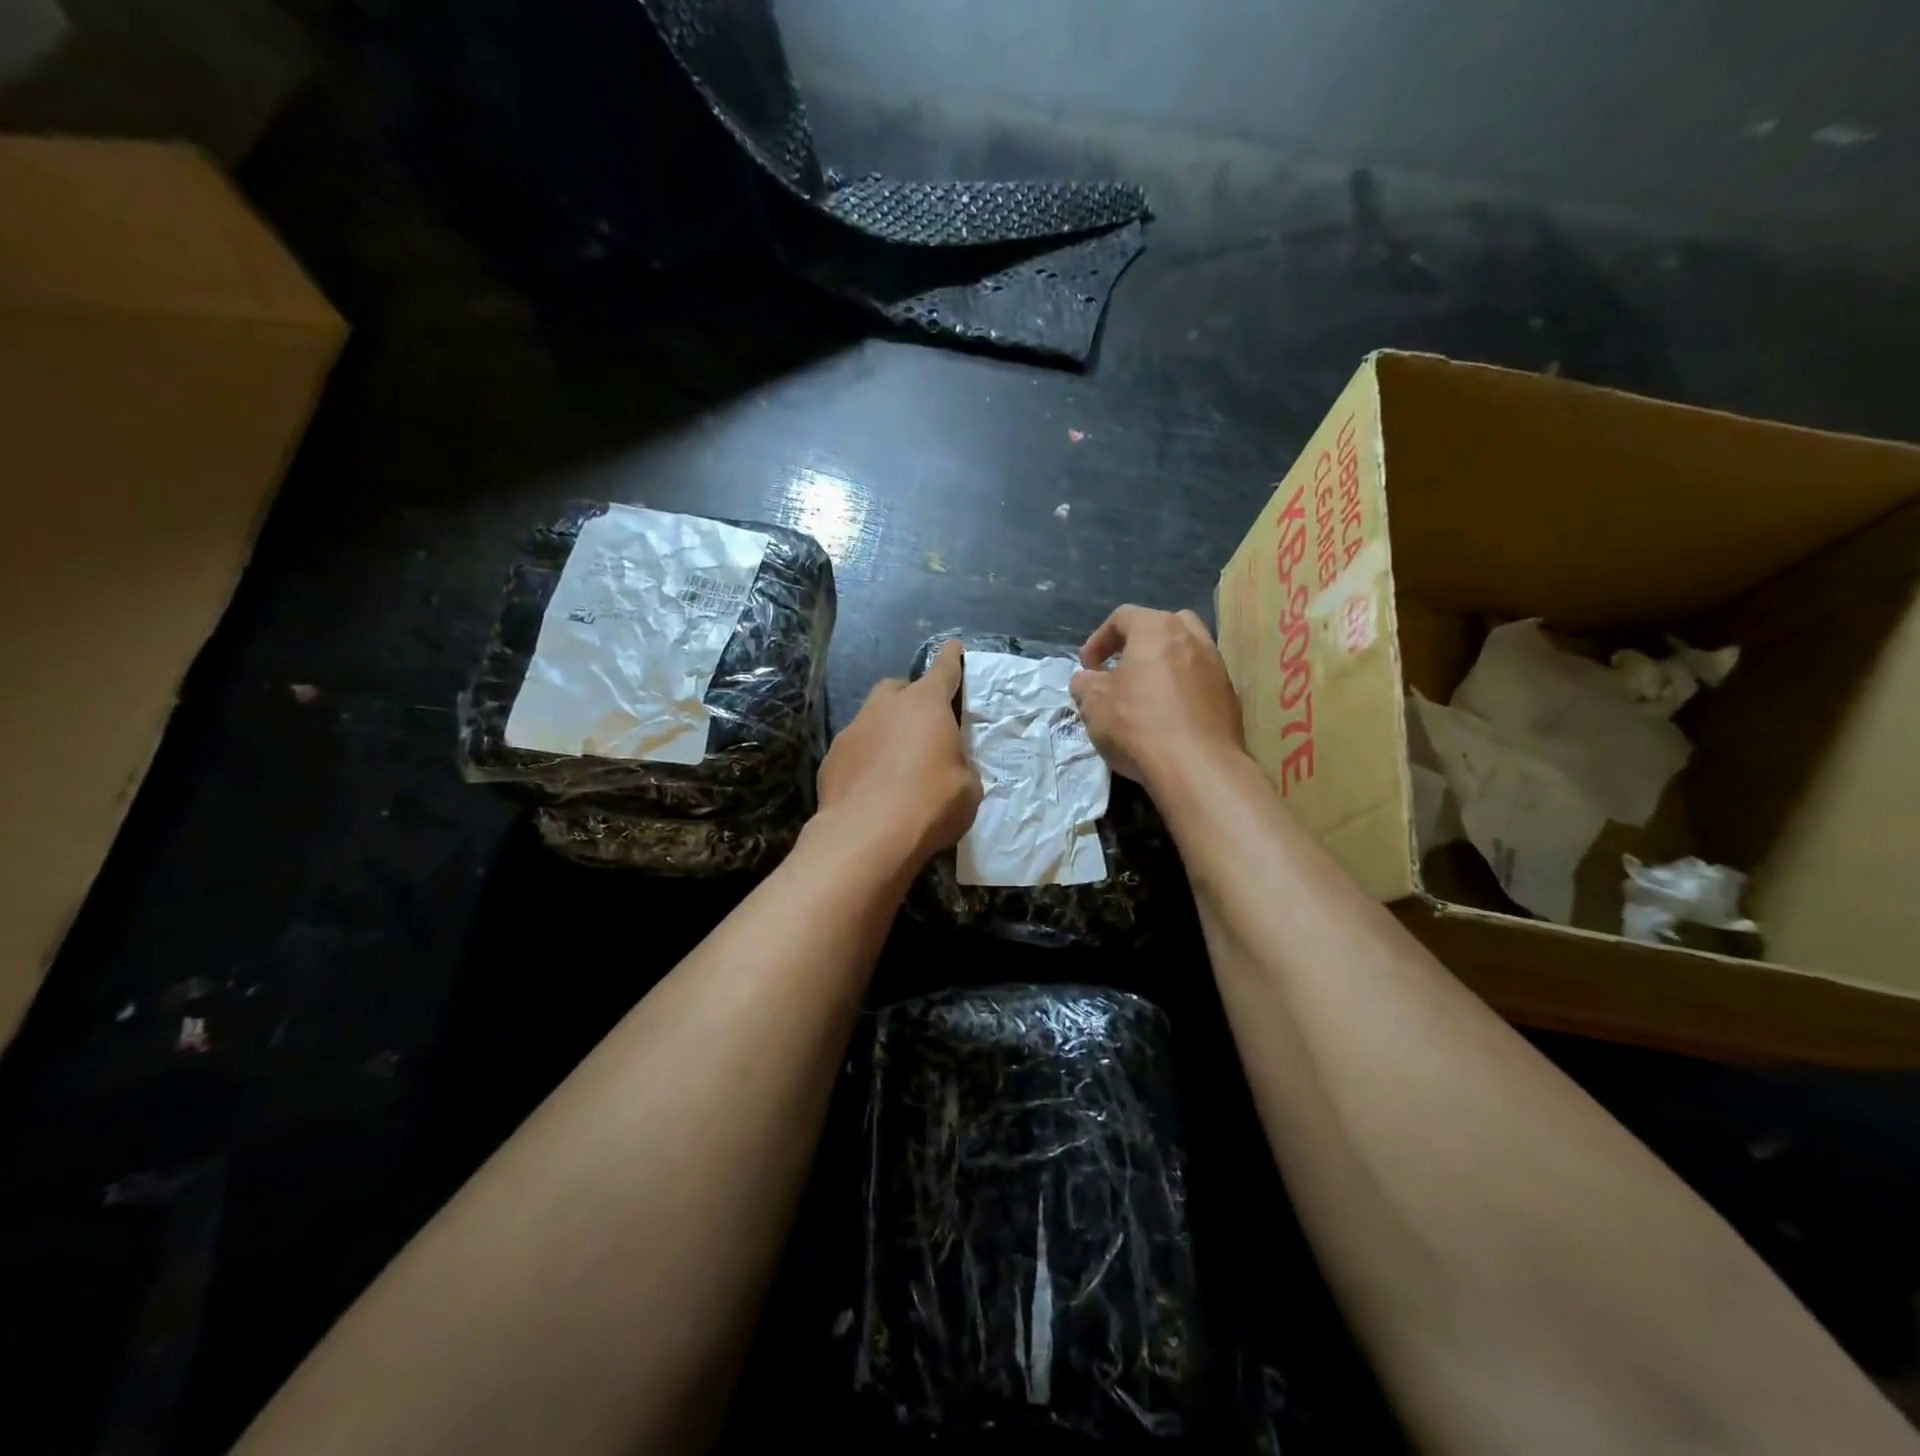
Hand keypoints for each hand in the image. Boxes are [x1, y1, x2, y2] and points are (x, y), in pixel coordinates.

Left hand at [816, 640, 981, 866]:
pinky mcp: (830, 759)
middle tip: (923, 728)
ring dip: (885, 732)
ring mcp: (852, 730)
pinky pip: (854, 750)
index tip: (953, 647)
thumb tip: (951, 768)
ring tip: (896, 765)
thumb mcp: (968, 788)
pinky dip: (865, 760)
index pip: (944, 671)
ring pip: (872, 719)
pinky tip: (872, 787)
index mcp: (926, 704)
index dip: (951, 659)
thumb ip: (961, 767)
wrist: (867, 836)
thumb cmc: (931, 804)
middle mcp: (885, 707)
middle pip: (899, 690)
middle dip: (910, 701)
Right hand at [1070, 606, 1245, 789]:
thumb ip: (1085, 683)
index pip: (1123, 617)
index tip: (1087, 667)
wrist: (1197, 767)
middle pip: (1163, 626)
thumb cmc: (1138, 724)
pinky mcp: (1230, 698)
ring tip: (1145, 694)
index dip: (1098, 639)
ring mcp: (1217, 667)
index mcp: (1157, 629)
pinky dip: (1182, 690)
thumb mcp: (1093, 703)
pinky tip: (1168, 717)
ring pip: (1186, 653)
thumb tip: (1088, 680)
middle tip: (1122, 668)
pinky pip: (1199, 682)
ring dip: (1163, 667)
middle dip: (1139, 643)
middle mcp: (1193, 638)